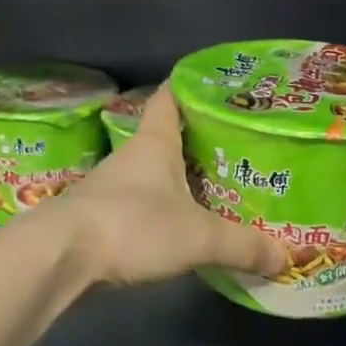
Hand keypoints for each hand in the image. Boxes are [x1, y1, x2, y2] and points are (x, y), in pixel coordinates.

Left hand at [30, 90, 287, 288]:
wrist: (60, 256)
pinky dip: (162, 210)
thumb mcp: (198, 236)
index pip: (169, 98)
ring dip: (179, 179)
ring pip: (153, 174)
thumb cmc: (132, 225)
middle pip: (166, 137)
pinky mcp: (101, 217)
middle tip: (236, 149)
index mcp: (154, 143)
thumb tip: (285, 257)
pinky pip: (140, 205)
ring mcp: (111, 187)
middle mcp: (132, 157)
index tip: (217, 88)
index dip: (190, 87)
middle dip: (197, 141)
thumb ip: (241, 245)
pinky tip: (181, 227)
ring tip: (216, 190)